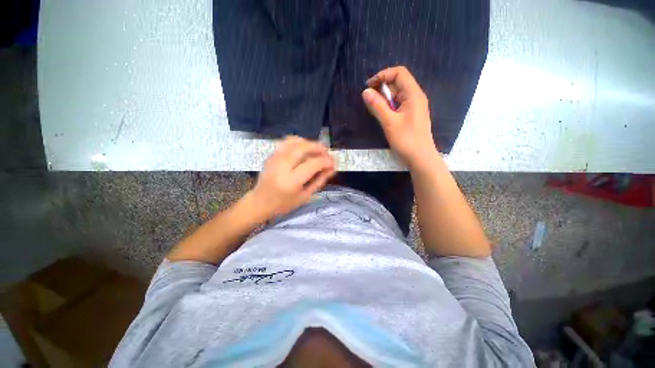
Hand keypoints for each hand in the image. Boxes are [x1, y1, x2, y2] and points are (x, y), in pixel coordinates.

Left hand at [249, 136, 335, 219]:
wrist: (260, 202)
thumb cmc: (284, 203)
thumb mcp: (305, 196)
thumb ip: (319, 181)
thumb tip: (331, 168)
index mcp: (291, 181)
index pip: (312, 164)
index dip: (326, 161)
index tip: (333, 163)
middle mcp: (282, 166)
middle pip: (303, 148)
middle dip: (318, 148)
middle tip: (327, 152)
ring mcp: (275, 158)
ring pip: (295, 142)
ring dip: (310, 143)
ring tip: (318, 150)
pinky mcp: (271, 155)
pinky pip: (286, 142)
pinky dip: (299, 141)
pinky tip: (305, 147)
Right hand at [362, 66, 438, 167]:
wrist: (420, 158)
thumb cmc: (406, 140)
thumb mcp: (390, 122)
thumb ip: (377, 106)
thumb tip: (365, 92)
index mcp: (413, 94)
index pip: (399, 73)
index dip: (383, 75)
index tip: (369, 87)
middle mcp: (415, 97)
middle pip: (398, 83)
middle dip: (382, 89)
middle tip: (369, 101)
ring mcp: (414, 107)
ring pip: (397, 95)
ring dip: (384, 99)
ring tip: (374, 110)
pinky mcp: (411, 116)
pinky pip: (398, 105)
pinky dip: (388, 107)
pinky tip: (383, 116)